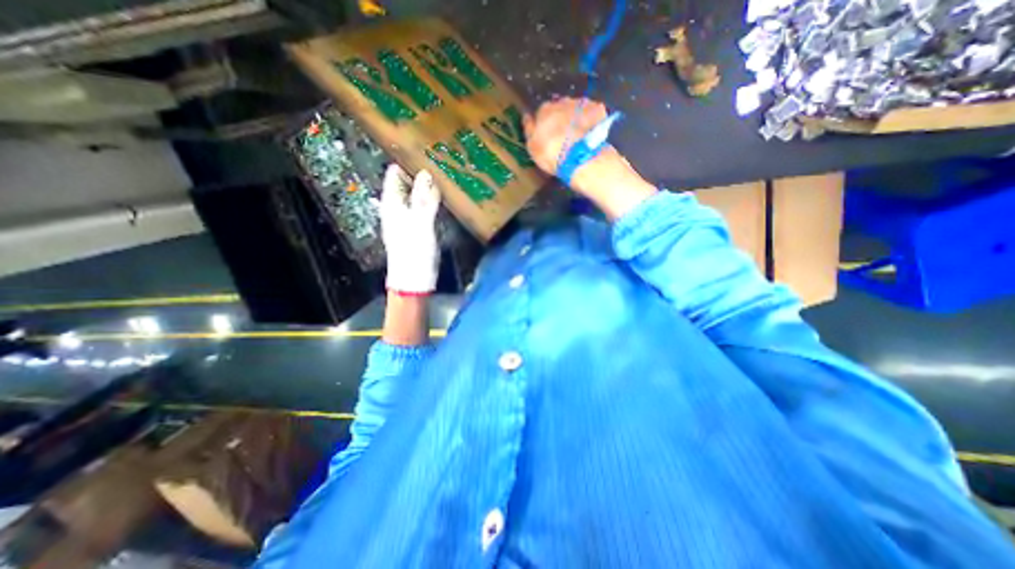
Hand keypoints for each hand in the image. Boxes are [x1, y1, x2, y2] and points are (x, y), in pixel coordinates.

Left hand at [380, 163, 439, 291]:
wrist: (415, 280)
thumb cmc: (414, 252)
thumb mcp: (420, 224)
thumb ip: (424, 199)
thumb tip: (427, 173)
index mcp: (392, 203)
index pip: (395, 173)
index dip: (407, 160)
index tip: (425, 148)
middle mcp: (398, 207)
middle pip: (407, 183)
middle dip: (421, 171)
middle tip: (442, 159)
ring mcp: (408, 217)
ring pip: (417, 195)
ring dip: (428, 186)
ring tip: (446, 174)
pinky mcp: (418, 227)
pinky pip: (424, 207)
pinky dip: (432, 200)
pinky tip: (445, 197)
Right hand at [524, 98, 658, 217]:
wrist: (592, 167)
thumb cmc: (561, 162)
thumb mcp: (537, 153)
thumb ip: (530, 132)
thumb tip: (528, 119)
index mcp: (549, 113)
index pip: (541, 112)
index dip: (542, 126)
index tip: (546, 140)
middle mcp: (568, 105)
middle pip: (559, 109)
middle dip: (558, 121)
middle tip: (561, 142)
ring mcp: (586, 109)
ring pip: (574, 112)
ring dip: (573, 123)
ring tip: (576, 144)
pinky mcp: (602, 117)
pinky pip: (590, 117)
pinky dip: (588, 125)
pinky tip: (588, 141)